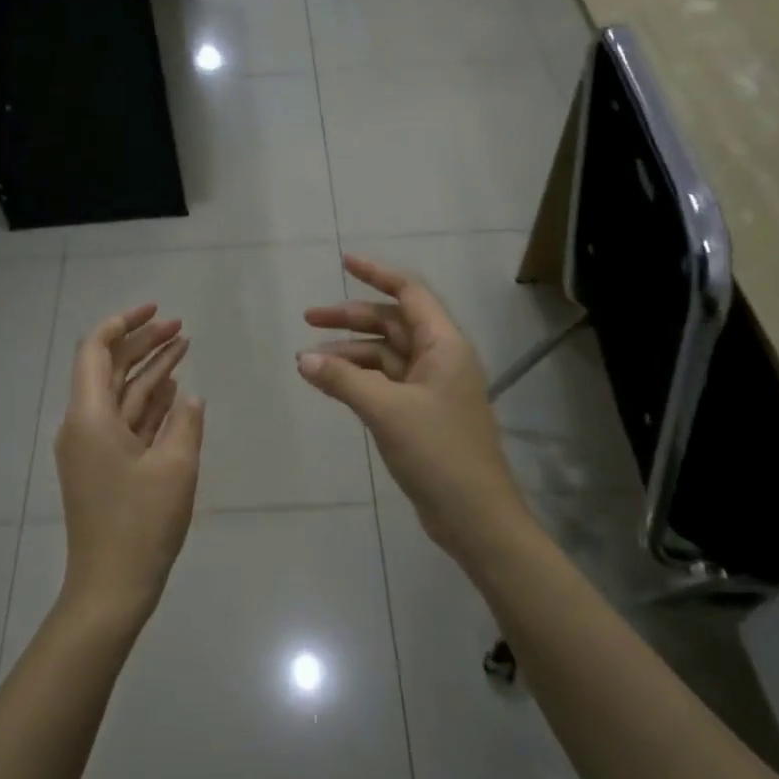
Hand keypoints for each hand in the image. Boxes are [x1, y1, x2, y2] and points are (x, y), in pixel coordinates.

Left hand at [54, 304, 205, 631]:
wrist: (111, 588)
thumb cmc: (141, 524)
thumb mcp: (175, 467)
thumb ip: (185, 423)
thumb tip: (191, 397)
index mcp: (90, 417)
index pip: (96, 351)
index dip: (123, 324)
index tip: (155, 311)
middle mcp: (84, 425)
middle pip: (110, 369)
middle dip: (143, 343)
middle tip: (181, 327)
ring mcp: (92, 447)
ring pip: (121, 395)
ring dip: (150, 371)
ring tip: (184, 346)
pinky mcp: (104, 467)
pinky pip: (126, 421)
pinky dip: (149, 403)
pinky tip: (175, 390)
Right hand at [299, 256, 527, 564]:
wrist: (475, 516)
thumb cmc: (438, 452)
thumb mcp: (386, 410)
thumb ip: (343, 380)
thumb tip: (303, 358)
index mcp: (444, 345)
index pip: (409, 294)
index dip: (377, 274)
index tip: (344, 263)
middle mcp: (440, 359)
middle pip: (392, 324)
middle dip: (352, 319)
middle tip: (309, 320)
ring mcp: (432, 388)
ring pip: (386, 356)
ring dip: (350, 354)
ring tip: (309, 361)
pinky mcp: (422, 415)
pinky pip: (385, 383)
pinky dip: (358, 379)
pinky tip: (330, 384)